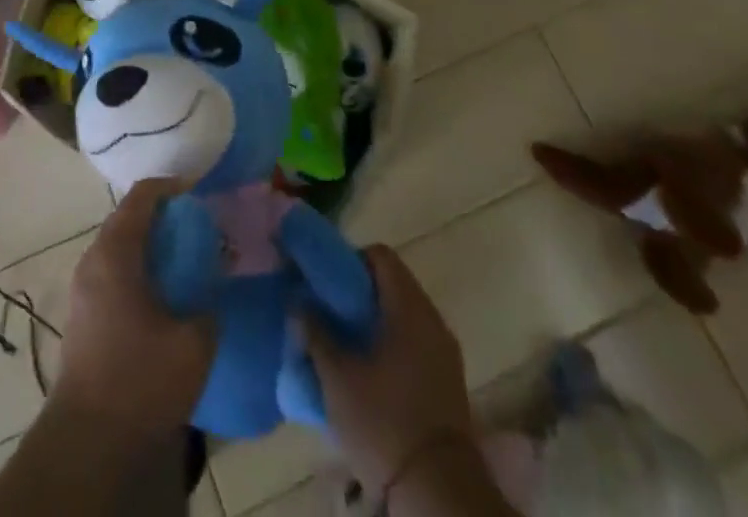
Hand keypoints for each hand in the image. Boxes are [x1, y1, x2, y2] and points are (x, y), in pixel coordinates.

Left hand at [53, 178, 216, 444]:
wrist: (89, 443)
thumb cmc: (141, 380)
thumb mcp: (193, 342)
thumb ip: (208, 306)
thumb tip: (210, 295)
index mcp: (115, 252)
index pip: (142, 196)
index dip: (173, 188)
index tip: (202, 195)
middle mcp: (93, 260)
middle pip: (129, 218)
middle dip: (165, 218)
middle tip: (200, 230)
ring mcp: (83, 289)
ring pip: (121, 248)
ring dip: (151, 247)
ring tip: (187, 263)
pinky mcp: (83, 316)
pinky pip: (114, 273)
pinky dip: (140, 270)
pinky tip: (165, 297)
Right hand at [303, 244, 472, 489]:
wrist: (438, 494)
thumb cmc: (384, 423)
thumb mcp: (336, 376)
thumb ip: (315, 331)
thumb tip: (299, 302)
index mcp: (409, 307)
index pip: (380, 256)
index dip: (350, 260)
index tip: (326, 282)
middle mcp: (432, 319)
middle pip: (392, 284)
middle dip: (358, 293)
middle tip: (328, 312)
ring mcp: (445, 351)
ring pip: (404, 315)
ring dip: (375, 320)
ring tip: (344, 343)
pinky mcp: (448, 382)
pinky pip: (415, 342)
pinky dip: (392, 344)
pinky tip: (369, 371)